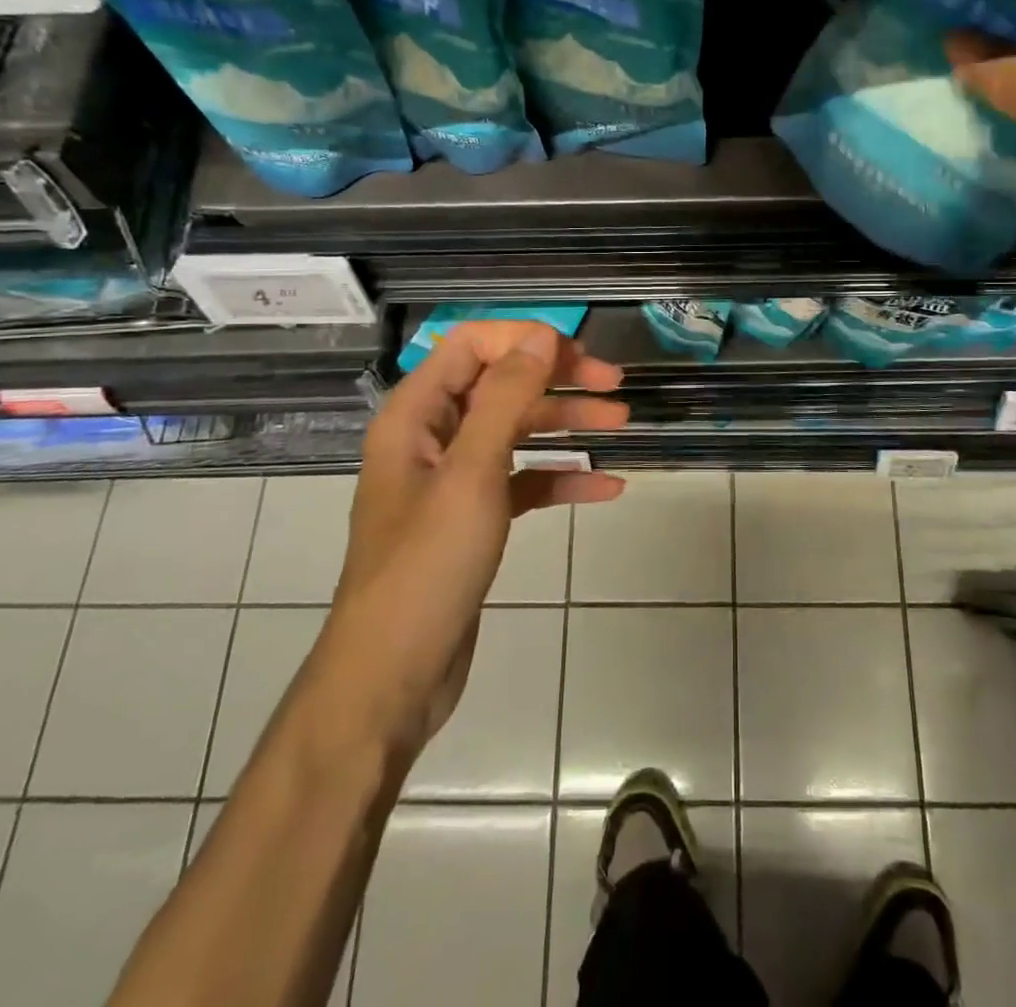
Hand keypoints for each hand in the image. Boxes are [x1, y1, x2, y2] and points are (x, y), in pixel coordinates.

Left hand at [318, 321, 627, 756]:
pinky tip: (606, 487)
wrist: (393, 676)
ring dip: (567, 422)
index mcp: (417, 414)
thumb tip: (541, 337)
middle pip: (499, 384)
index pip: (470, 345)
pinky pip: (523, 480)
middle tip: (613, 384)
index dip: (524, 340)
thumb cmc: (427, 567)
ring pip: (517, 430)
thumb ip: (505, 399)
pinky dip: (561, 477)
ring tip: (622, 422)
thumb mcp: (471, 474)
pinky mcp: (474, 518)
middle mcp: (433, 437)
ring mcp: (454, 479)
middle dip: (556, 378)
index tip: (578, 355)